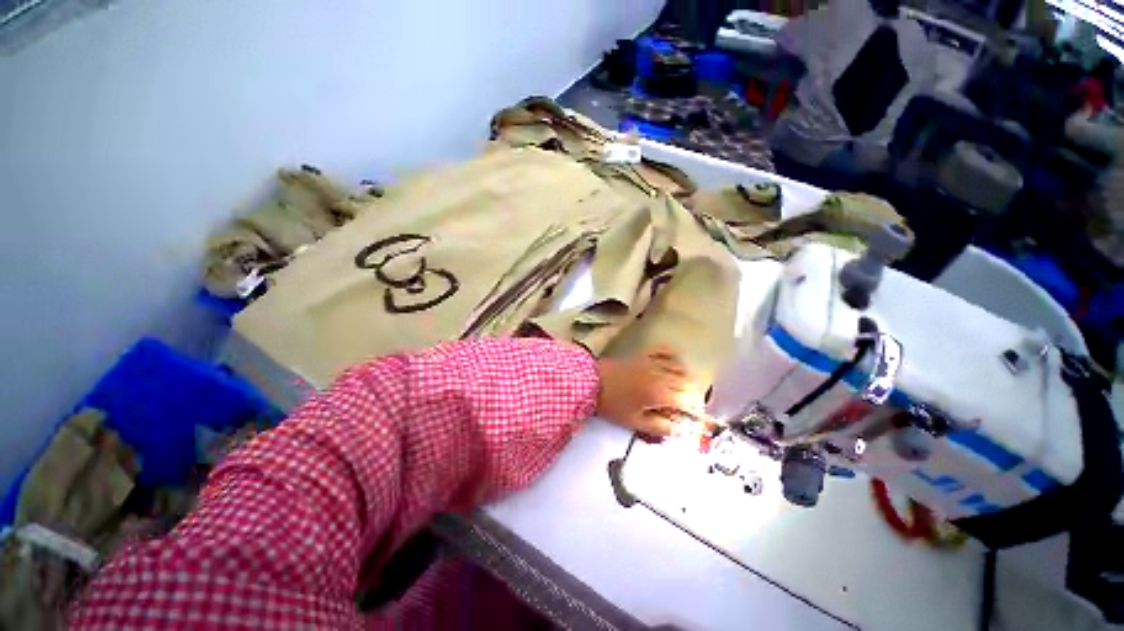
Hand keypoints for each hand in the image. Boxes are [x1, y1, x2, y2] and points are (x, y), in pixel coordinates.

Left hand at [595, 348, 707, 436]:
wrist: (592, 382)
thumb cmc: (613, 405)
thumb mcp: (635, 422)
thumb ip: (660, 427)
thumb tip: (681, 430)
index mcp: (659, 394)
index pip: (686, 401)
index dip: (693, 410)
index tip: (692, 417)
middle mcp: (660, 375)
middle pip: (686, 383)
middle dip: (690, 395)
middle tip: (686, 405)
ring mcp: (652, 362)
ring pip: (679, 366)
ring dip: (686, 377)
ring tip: (683, 388)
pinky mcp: (643, 354)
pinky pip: (664, 351)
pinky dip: (673, 356)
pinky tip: (675, 362)